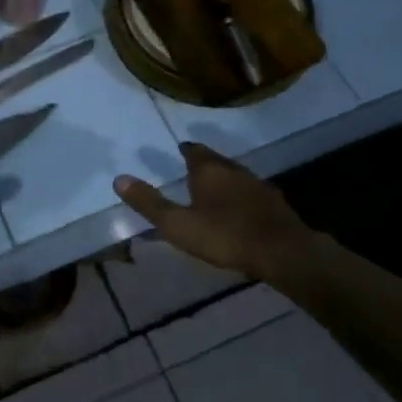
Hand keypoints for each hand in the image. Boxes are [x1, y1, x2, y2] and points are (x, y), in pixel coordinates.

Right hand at [114, 142, 316, 280]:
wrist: (283, 251)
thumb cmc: (224, 235)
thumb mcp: (178, 224)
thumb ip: (149, 203)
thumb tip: (118, 178)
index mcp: (208, 170)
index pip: (193, 150)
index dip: (185, 150)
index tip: (179, 152)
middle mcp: (233, 169)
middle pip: (216, 160)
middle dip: (204, 163)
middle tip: (193, 170)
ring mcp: (258, 184)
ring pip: (236, 175)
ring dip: (224, 179)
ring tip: (214, 189)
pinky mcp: (275, 203)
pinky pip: (252, 193)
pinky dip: (242, 196)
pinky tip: (240, 210)